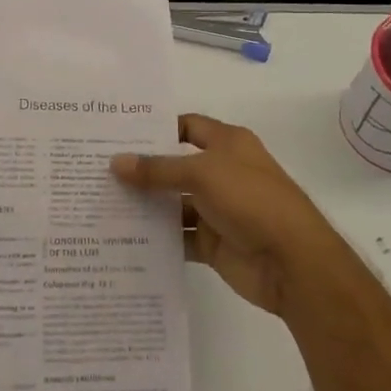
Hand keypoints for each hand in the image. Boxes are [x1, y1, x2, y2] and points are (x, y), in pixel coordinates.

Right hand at [111, 114, 350, 320]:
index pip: (186, 126)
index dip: (156, 128)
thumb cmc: (251, 200)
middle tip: (98, 170)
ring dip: (145, 206)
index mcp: (228, 143)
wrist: (293, 263)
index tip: (117, 134)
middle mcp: (222, 172)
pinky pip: (178, 237)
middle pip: (175, 166)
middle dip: (142, 169)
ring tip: (101, 204)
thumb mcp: (202, 173)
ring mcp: (217, 210)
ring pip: (173, 204)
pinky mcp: (213, 243)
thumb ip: (158, 170)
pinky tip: (123, 237)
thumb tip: (116, 163)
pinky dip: (156, 238)